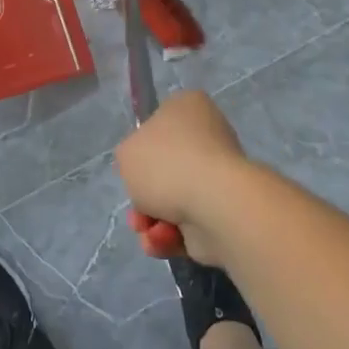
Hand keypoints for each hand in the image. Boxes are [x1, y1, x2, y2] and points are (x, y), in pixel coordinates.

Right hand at [115, 89, 252, 265]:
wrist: (213, 205)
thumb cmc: (167, 164)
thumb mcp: (126, 152)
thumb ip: (129, 158)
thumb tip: (145, 172)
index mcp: (188, 108)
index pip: (160, 121)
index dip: (141, 146)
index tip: (133, 164)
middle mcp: (207, 137)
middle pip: (163, 168)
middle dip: (144, 195)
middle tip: (137, 208)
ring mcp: (217, 177)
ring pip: (172, 201)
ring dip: (152, 220)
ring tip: (147, 229)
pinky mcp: (222, 212)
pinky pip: (186, 224)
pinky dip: (169, 236)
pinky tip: (162, 240)